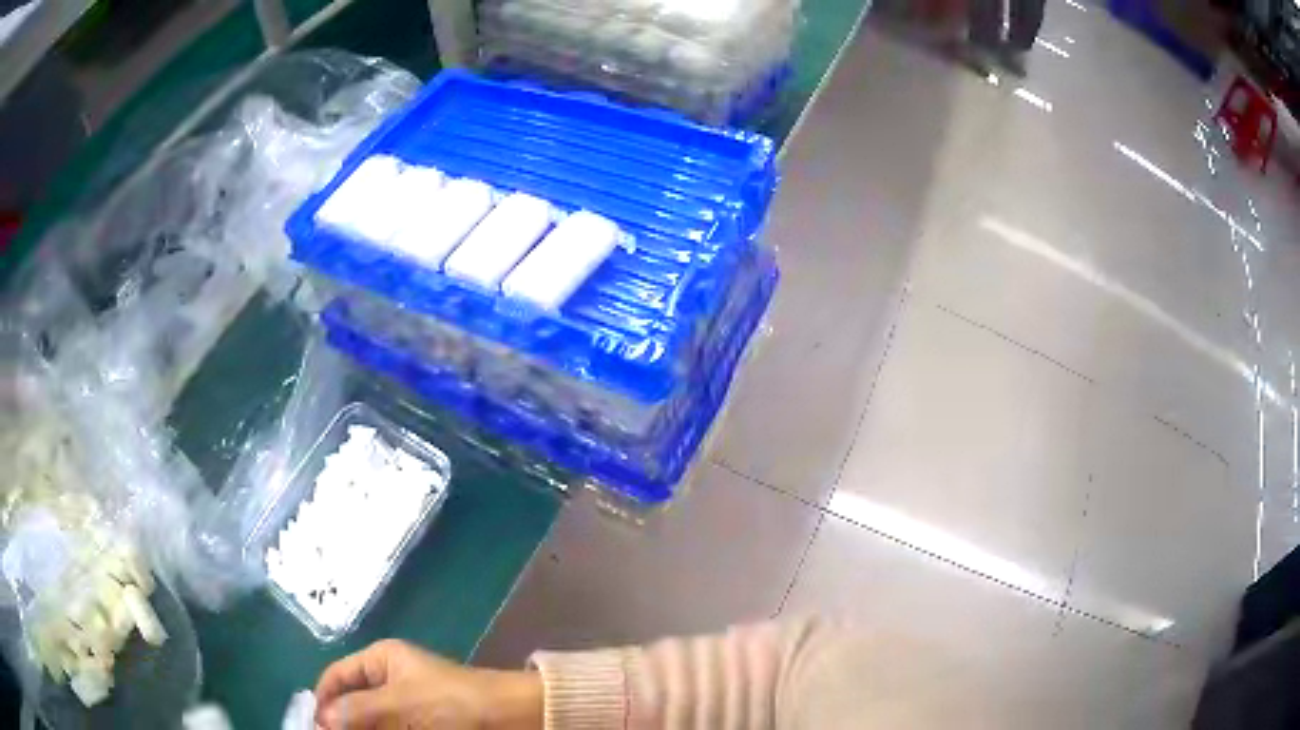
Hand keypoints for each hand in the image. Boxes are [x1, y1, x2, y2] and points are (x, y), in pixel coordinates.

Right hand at [314, 639, 543, 729]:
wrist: (511, 716)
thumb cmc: (452, 702)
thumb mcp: (400, 703)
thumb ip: (358, 711)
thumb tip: (321, 720)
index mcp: (381, 659)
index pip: (337, 676)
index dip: (323, 700)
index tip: (314, 727)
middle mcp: (388, 677)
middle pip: (351, 700)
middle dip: (339, 720)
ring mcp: (404, 702)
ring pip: (369, 718)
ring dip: (357, 728)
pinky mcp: (419, 722)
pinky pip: (389, 727)